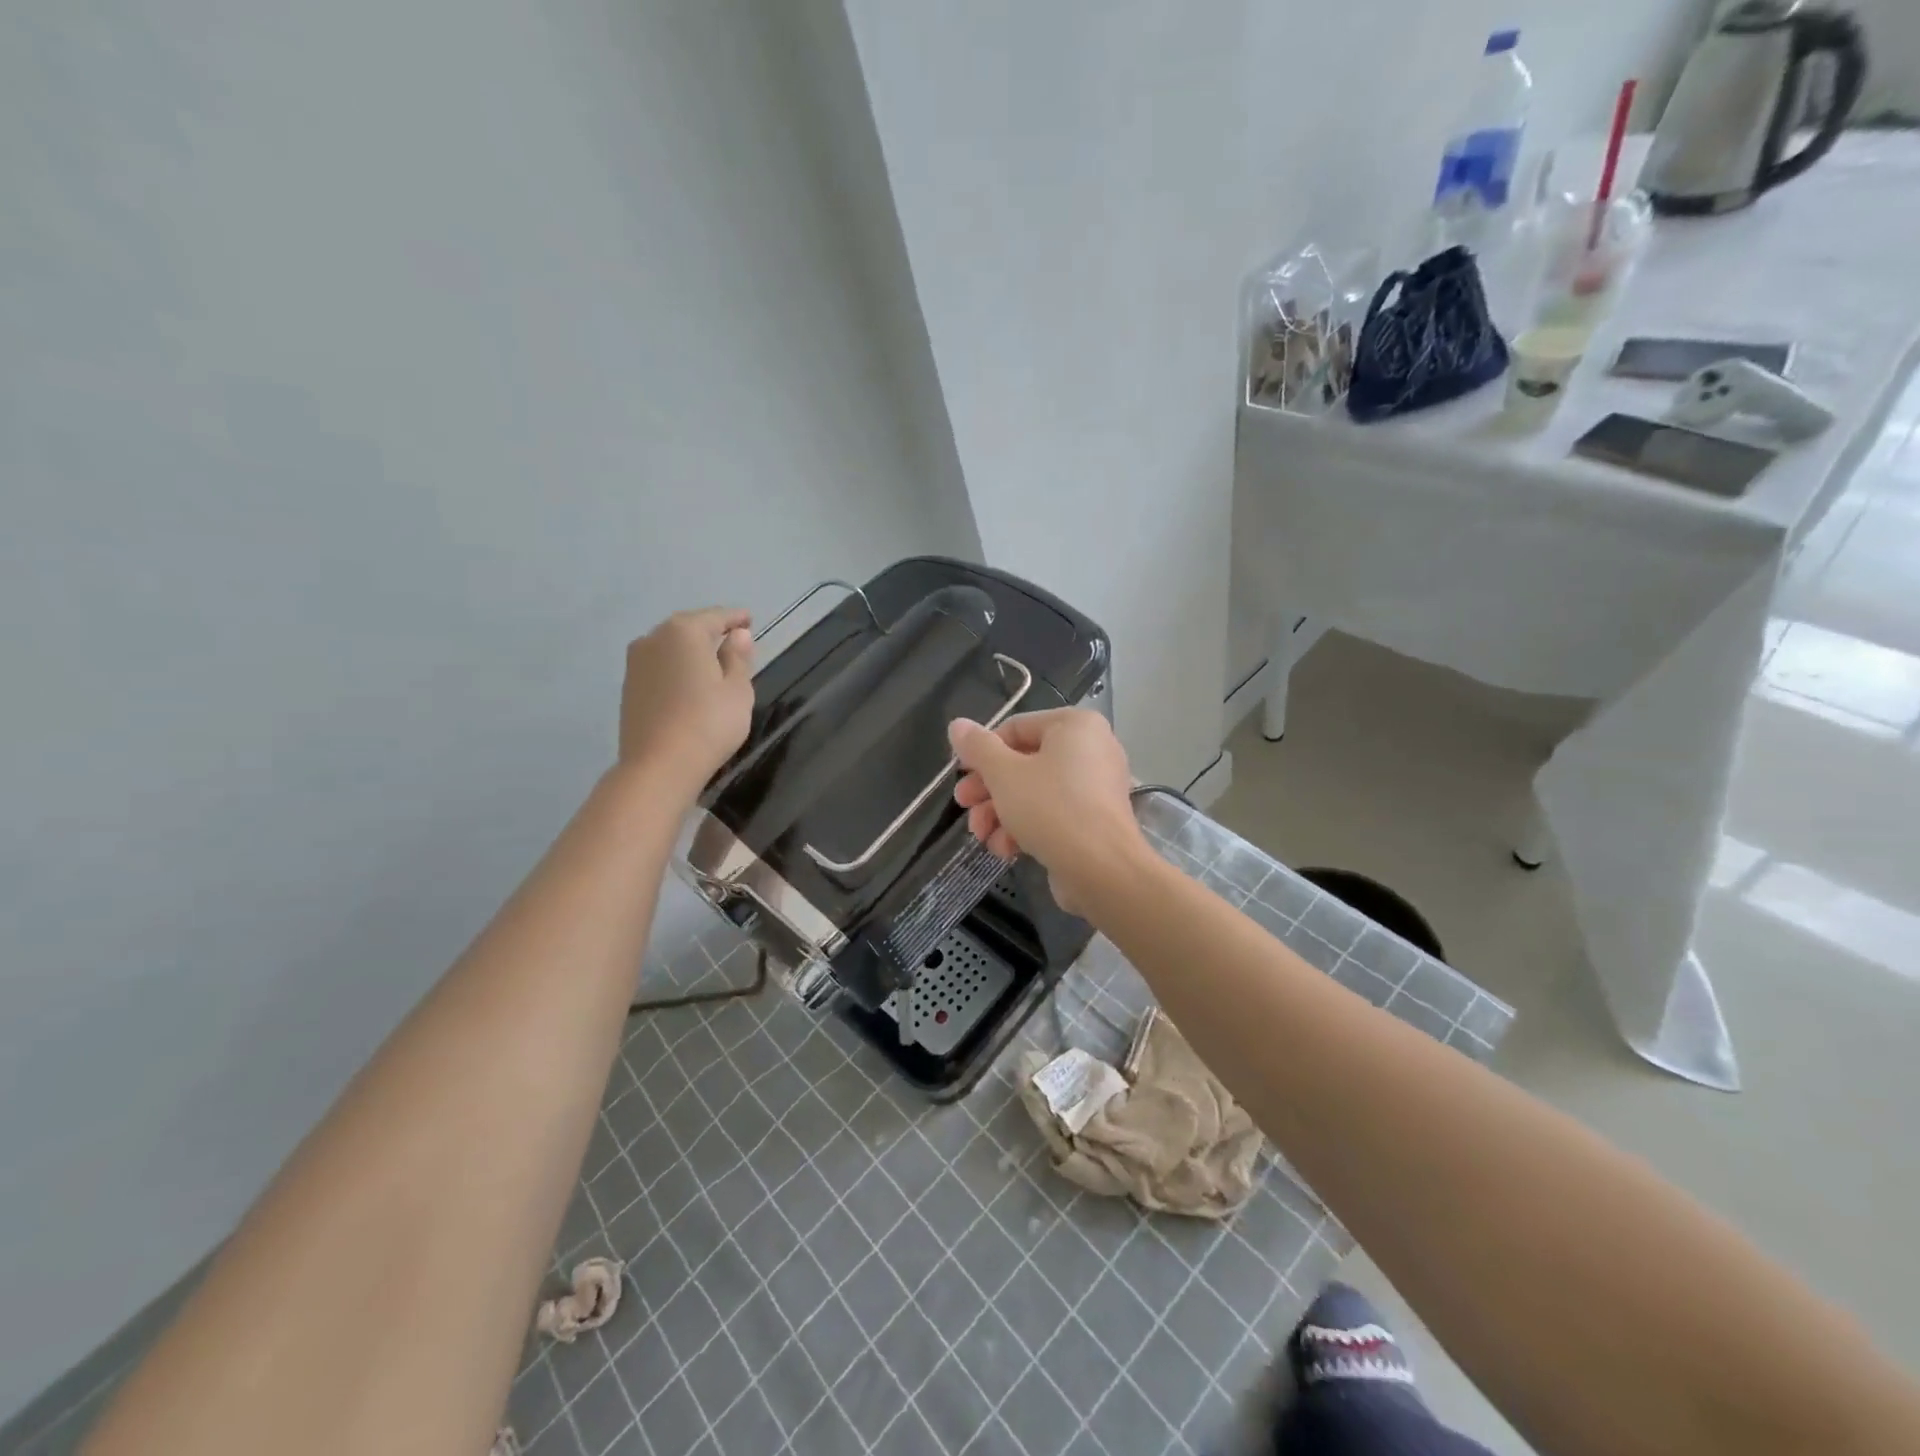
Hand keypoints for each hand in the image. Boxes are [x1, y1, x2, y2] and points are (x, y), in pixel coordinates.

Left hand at [619, 608, 755, 789]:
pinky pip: (659, 666)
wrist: (659, 766)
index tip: (749, 620)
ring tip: (712, 661)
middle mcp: (654, 638)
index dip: (735, 618)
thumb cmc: (708, 723)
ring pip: (670, 647)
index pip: (716, 617)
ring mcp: (636, 663)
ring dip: (691, 650)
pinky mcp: (629, 687)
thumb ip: (738, 658)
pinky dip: (676, 667)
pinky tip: (689, 682)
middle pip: (689, 628)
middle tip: (733, 639)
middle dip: (711, 631)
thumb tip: (738, 635)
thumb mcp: (737, 690)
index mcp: (684, 631)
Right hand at [948, 709, 1148, 913]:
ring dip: (1001, 814)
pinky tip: (1005, 850)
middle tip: (964, 807)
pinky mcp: (1094, 821)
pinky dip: (1026, 828)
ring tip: (982, 836)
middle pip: (1023, 762)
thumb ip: (977, 747)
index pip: (1015, 728)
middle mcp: (1091, 749)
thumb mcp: (1004, 774)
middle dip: (988, 790)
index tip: (960, 777)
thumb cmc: (1050, 808)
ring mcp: (1095, 787)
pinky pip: (1053, 814)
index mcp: (1075, 725)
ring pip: (1034, 792)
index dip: (981, 752)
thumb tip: (957, 725)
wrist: (1101, 869)